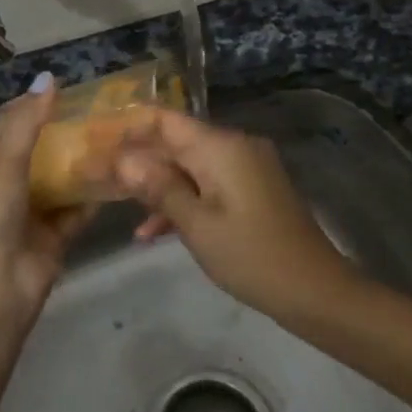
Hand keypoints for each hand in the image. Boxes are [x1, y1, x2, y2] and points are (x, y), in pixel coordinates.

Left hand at [0, 76, 89, 326]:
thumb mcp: (2, 165)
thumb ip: (26, 123)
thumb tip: (48, 79)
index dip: (23, 106)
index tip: (57, 90)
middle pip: (30, 152)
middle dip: (58, 133)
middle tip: (92, 111)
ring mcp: (26, 214)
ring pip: (55, 180)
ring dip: (77, 162)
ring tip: (109, 135)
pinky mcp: (52, 236)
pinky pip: (74, 209)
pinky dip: (92, 194)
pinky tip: (116, 173)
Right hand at [111, 109, 352, 319]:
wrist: (315, 291)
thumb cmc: (251, 256)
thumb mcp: (197, 224)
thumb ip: (158, 187)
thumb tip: (123, 158)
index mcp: (221, 146)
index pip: (166, 119)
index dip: (129, 126)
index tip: (96, 139)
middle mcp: (234, 147)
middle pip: (175, 142)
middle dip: (137, 160)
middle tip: (97, 176)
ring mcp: (245, 169)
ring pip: (189, 166)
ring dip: (156, 185)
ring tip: (116, 205)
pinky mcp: (251, 191)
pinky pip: (207, 185)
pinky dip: (182, 201)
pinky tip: (151, 232)